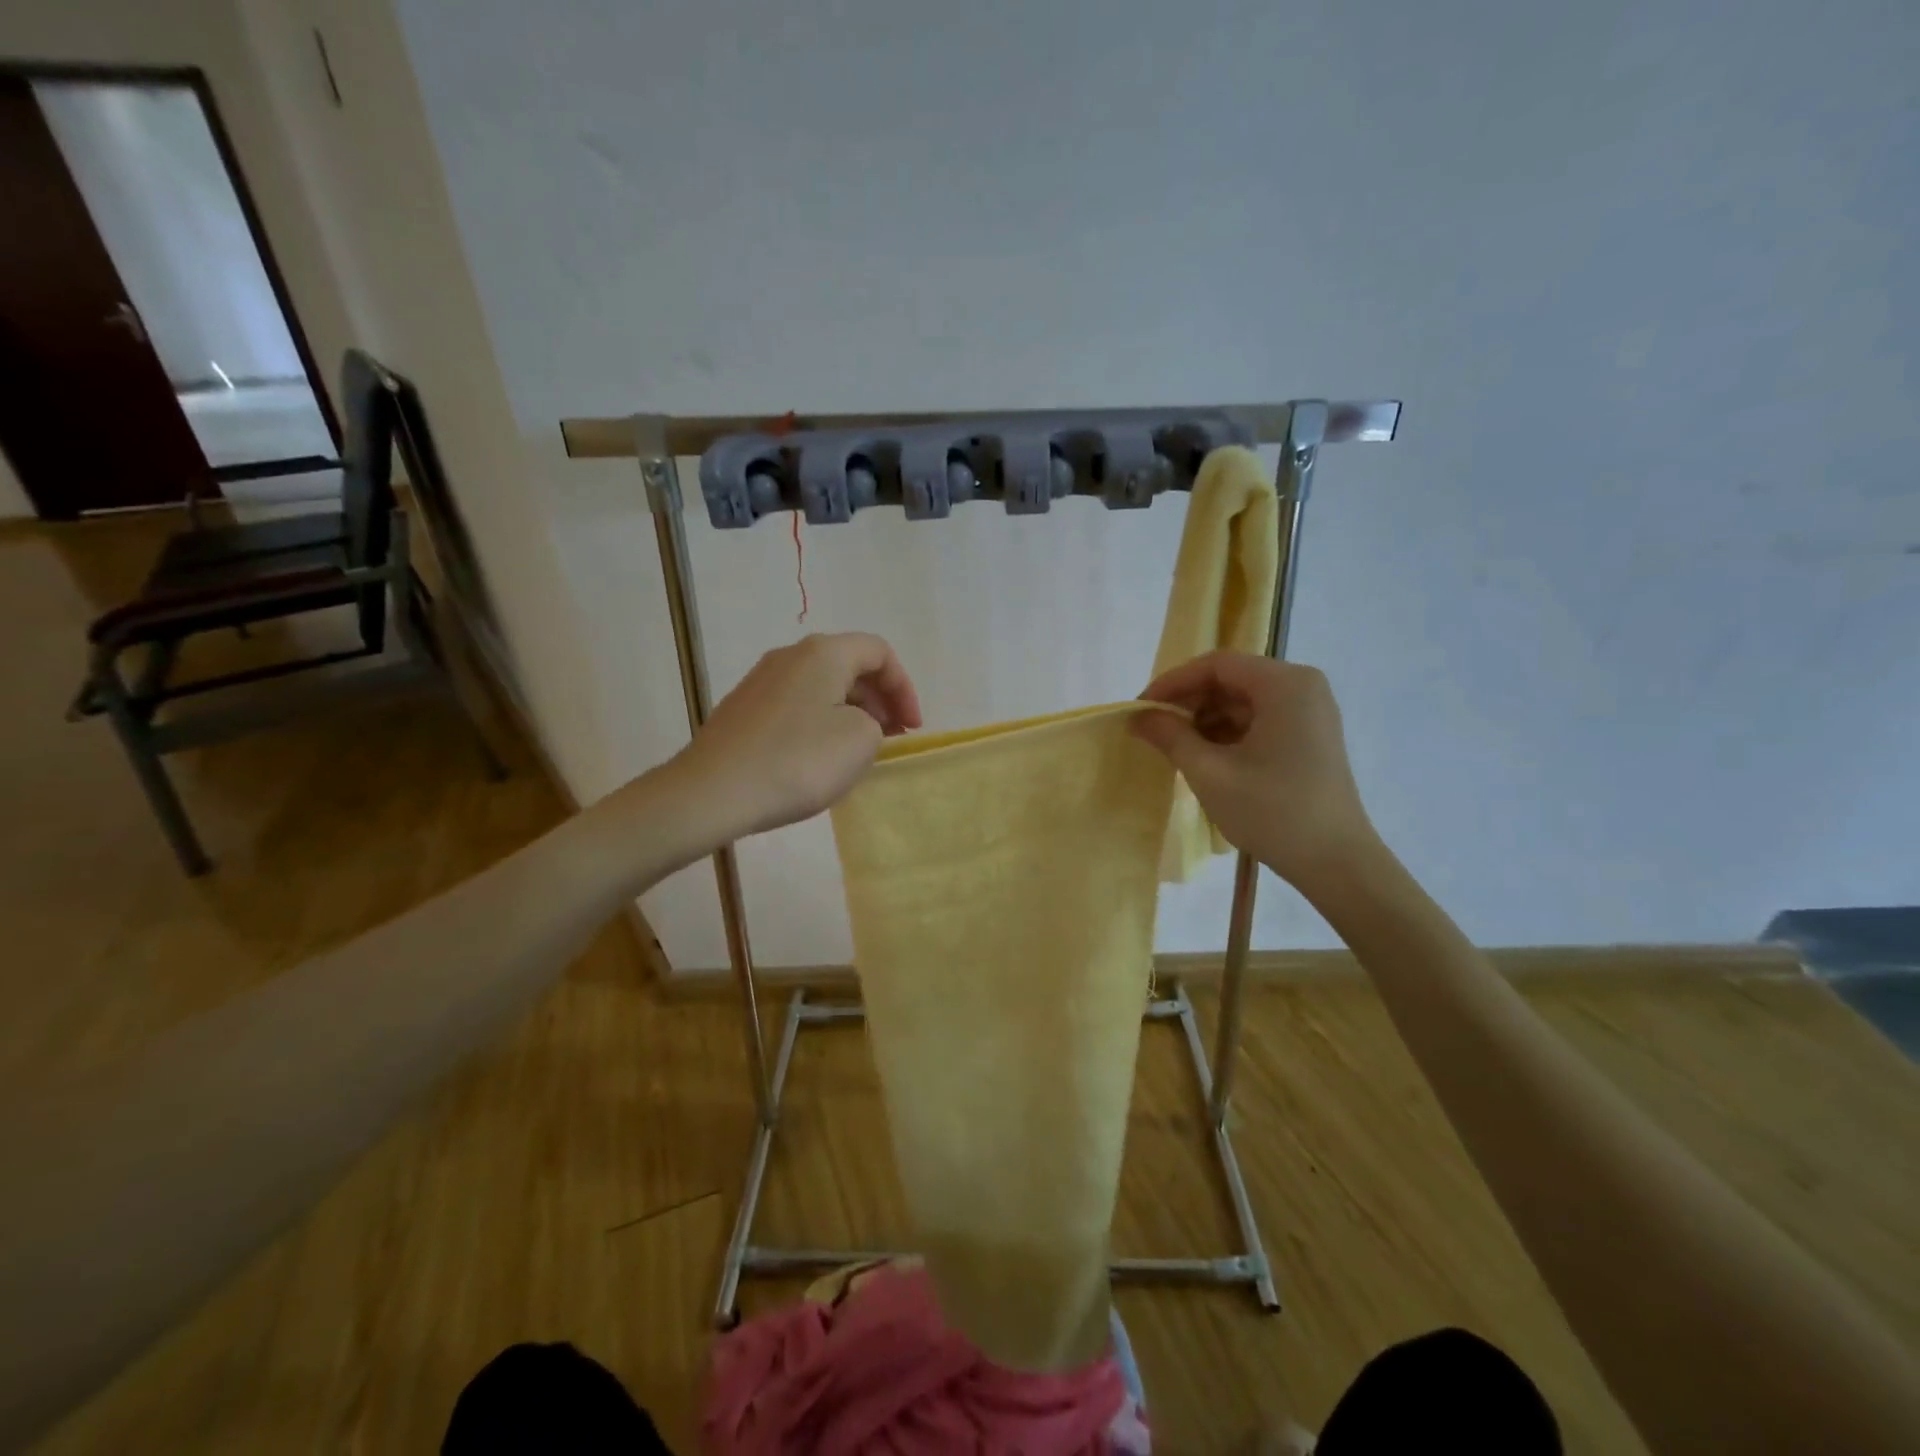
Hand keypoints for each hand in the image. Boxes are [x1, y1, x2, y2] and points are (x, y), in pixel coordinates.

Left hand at [667, 633, 921, 841]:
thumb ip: (875, 724)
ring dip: (850, 712)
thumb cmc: (798, 760)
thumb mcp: (860, 741)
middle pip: (849, 665)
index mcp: (824, 653)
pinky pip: (796, 706)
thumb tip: (856, 722)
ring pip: (821, 687)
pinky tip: (818, 758)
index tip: (912, 728)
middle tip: (892, 738)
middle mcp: (790, 656)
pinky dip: (820, 723)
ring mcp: (760, 681)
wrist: (713, 791)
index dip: (904, 688)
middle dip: (879, 700)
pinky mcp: (743, 709)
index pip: (879, 652)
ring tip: (859, 751)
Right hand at [1132, 651, 1380, 894]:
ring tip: (1172, 746)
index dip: (1172, 682)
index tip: (1140, 708)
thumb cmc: (1272, 812)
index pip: (1216, 665)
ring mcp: (1309, 711)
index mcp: (1284, 684)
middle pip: (1230, 679)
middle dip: (1188, 702)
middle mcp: (1301, 686)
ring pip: (1241, 701)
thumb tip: (1137, 716)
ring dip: (1204, 719)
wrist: (1336, 862)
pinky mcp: (1308, 735)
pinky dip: (1226, 733)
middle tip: (1151, 729)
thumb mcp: (1210, 773)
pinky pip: (1257, 720)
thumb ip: (1170, 736)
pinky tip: (1202, 756)